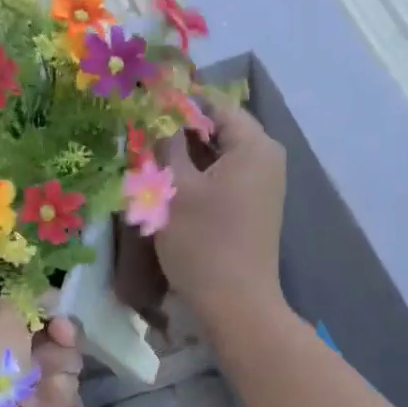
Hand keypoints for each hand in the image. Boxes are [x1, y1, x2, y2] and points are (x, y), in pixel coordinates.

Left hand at [0, 298, 82, 406]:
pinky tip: (46, 395)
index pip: (30, 305)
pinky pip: (60, 392)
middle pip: (52, 333)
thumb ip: (32, 300)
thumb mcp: (1, 311)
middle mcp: (2, 347)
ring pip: (62, 361)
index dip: (50, 305)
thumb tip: (52, 299)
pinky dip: (58, 390)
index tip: (57, 309)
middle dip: (63, 332)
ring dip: (62, 361)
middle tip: (61, 335)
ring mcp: (17, 382)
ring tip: (45, 371)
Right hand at [155, 100, 286, 322]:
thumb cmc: (203, 242)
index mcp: (254, 145)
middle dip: (179, 131)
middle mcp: (266, 157)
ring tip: (149, 160)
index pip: (214, 104)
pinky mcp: (254, 206)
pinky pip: (224, 176)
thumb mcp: (174, 189)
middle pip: (218, 129)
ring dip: (185, 155)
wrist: (236, 303)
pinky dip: (198, 176)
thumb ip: (166, 145)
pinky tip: (169, 185)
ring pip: (218, 155)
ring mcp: (263, 183)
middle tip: (141, 135)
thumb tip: (158, 116)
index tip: (143, 105)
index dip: (178, 102)